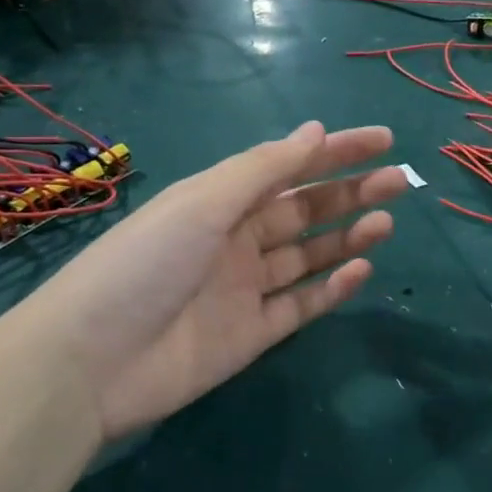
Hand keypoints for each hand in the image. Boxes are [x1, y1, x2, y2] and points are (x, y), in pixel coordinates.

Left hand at [31, 123, 406, 440]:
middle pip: (304, 210)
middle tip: (399, 181)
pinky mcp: (252, 334)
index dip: (334, 152)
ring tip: (386, 221)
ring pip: (308, 256)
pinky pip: (300, 305)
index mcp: (219, 200)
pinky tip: (361, 269)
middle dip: (351, 192)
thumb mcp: (203, 203)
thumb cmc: (145, 263)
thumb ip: (263, 169)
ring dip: (347, 236)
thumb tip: (315, 130)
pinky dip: (331, 288)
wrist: (92, 361)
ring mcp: (244, 288)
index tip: (382, 140)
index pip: (287, 167)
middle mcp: (235, 239)